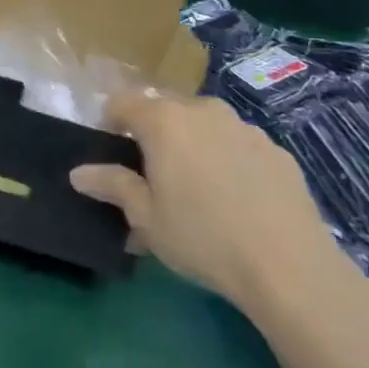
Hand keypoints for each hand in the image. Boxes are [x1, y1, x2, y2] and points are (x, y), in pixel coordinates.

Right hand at [71, 91, 335, 308]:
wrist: (290, 266)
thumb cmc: (202, 237)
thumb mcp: (146, 217)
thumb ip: (112, 185)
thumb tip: (79, 172)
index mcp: (163, 121)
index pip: (122, 101)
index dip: (110, 122)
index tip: (111, 153)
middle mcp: (203, 111)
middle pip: (165, 109)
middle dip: (152, 133)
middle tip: (151, 174)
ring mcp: (244, 127)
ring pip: (204, 125)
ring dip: (191, 144)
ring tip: (196, 188)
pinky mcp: (277, 150)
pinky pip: (238, 144)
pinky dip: (227, 159)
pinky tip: (235, 199)